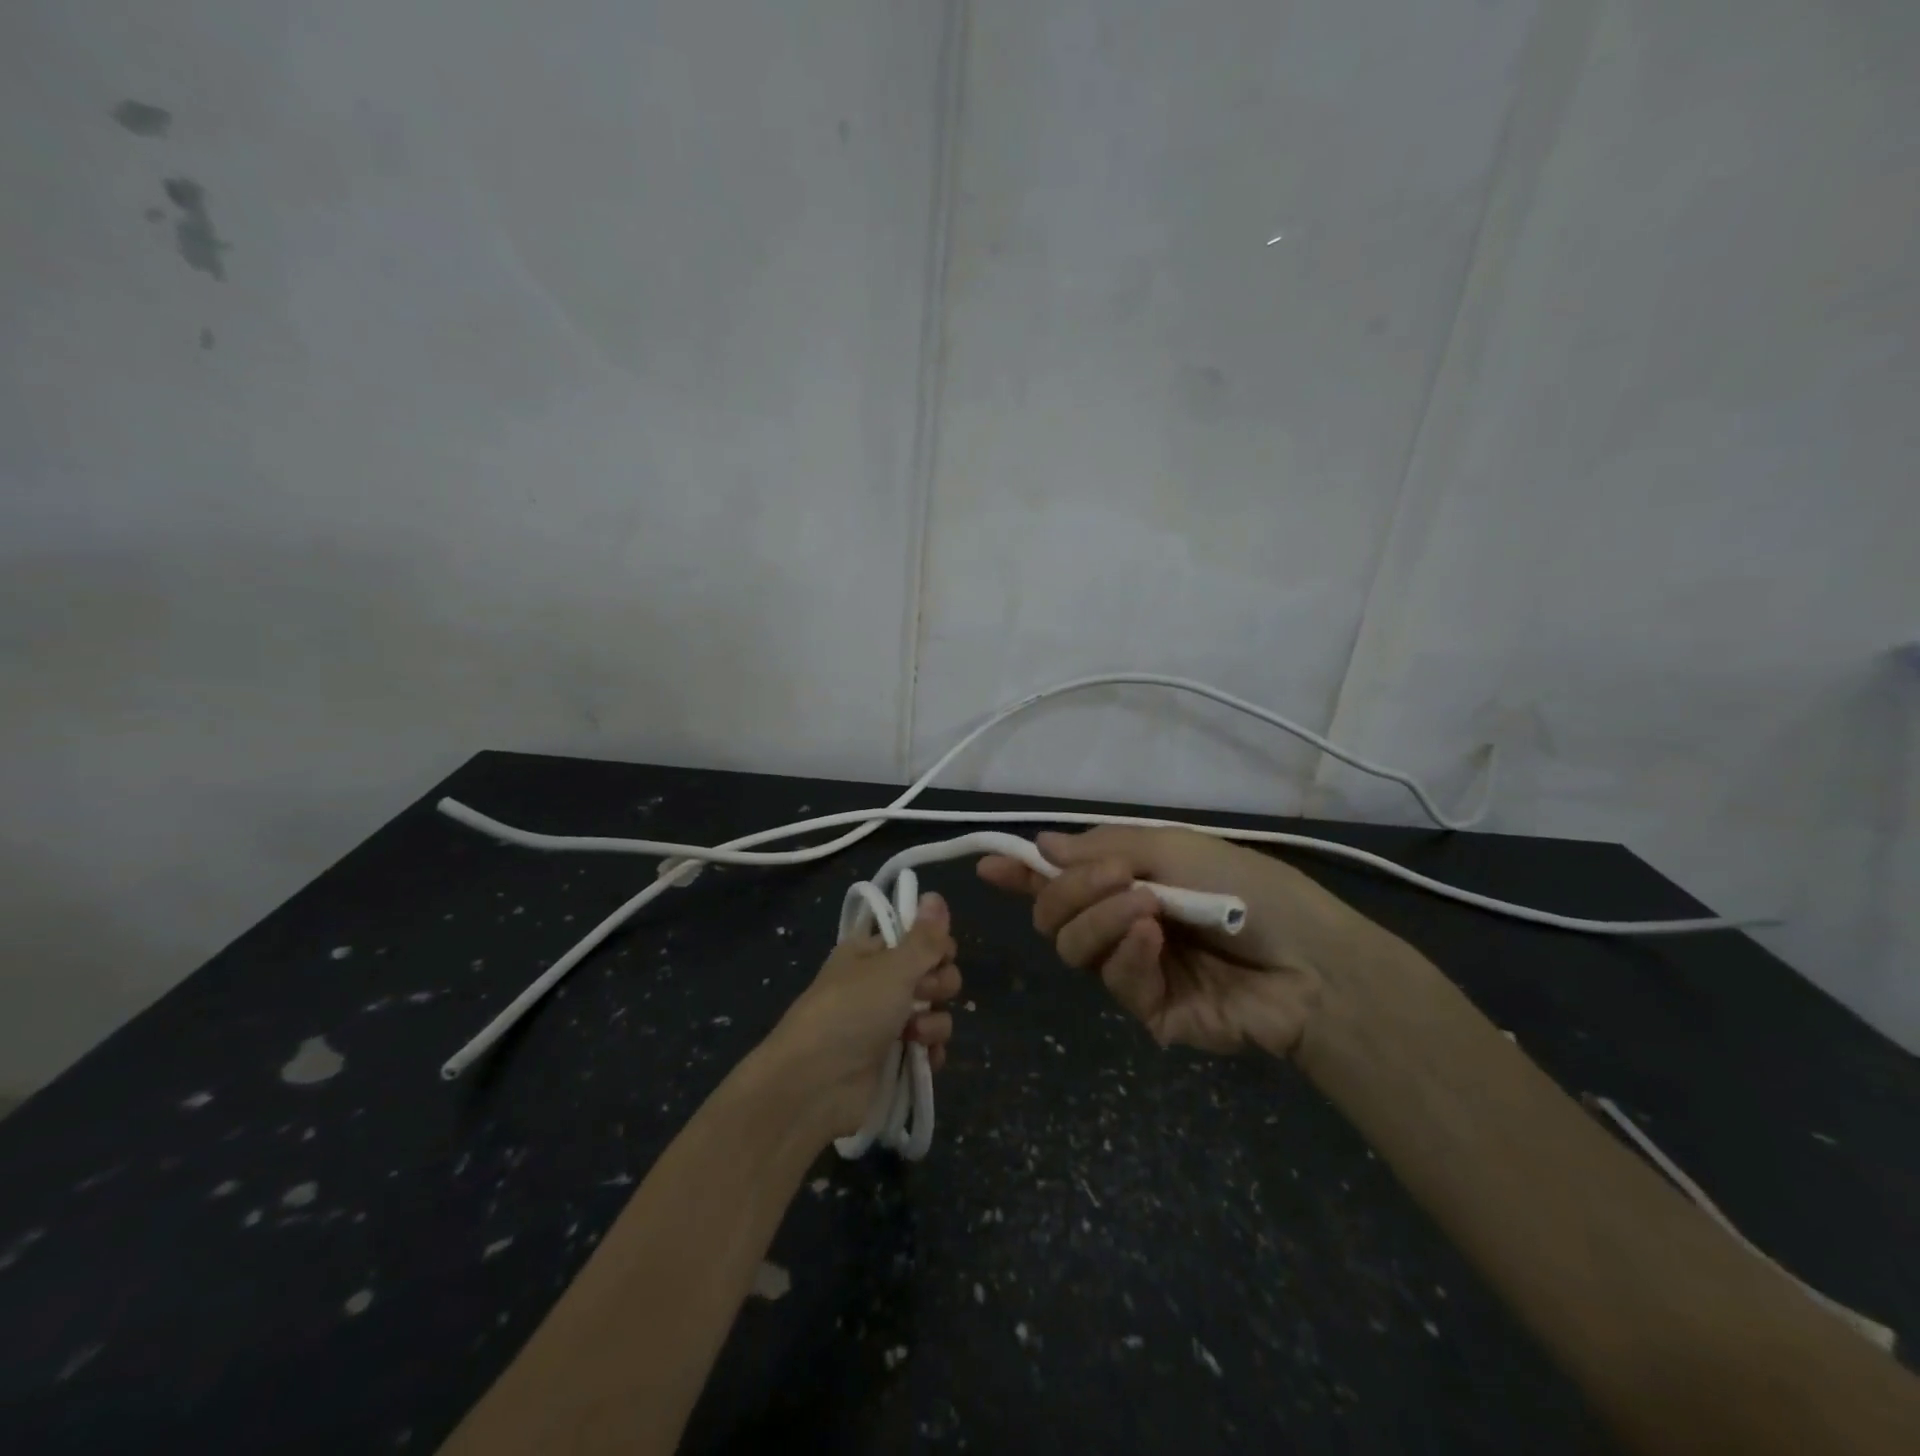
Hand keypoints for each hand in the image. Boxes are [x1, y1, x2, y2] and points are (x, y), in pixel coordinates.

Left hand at [766, 893, 961, 1137]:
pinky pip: (930, 1046)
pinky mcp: (895, 1059)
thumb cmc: (851, 1012)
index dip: (935, 944)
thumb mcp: (891, 967)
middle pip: (933, 972)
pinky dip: (931, 1051)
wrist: (814, 1086)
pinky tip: (922, 1057)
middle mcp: (881, 983)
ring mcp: (888, 1023)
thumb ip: (923, 938)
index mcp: (871, 952)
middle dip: (939, 984)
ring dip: (934, 1021)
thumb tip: (936, 895)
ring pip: (935, 1010)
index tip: (941, 953)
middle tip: (923, 993)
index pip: (917, 936)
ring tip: (914, 1034)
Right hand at [978, 828, 1370, 1056]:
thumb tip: (1041, 845)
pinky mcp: (1151, 1010)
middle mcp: (1120, 923)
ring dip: (1102, 918)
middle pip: (1054, 915)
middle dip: (1070, 892)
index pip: (1059, 877)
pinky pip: (1115, 980)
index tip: (987, 864)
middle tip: (1113, 878)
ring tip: (1147, 908)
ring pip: (1074, 947)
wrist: (1313, 960)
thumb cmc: (1247, 887)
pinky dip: (1129, 954)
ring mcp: (1134, 968)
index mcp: (1127, 881)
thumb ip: (1103, 849)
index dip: (1021, 871)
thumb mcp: (1174, 848)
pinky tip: (1156, 940)